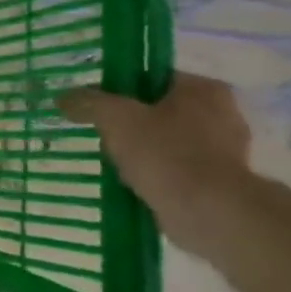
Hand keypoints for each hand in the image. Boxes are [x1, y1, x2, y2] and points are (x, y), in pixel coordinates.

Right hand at [57, 73, 251, 251]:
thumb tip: (64, 97)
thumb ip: (89, 103)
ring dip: (144, 152)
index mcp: (203, 89)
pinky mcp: (221, 184)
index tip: (100, 107)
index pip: (155, 78)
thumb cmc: (166, 154)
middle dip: (132, 125)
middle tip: (104, 136)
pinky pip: (178, 171)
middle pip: (161, 111)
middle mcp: (223, 114)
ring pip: (169, 142)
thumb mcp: (116, 119)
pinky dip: (157, 176)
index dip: (122, 90)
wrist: (209, 213)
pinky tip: (135, 185)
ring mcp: (226, 151)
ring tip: (115, 164)